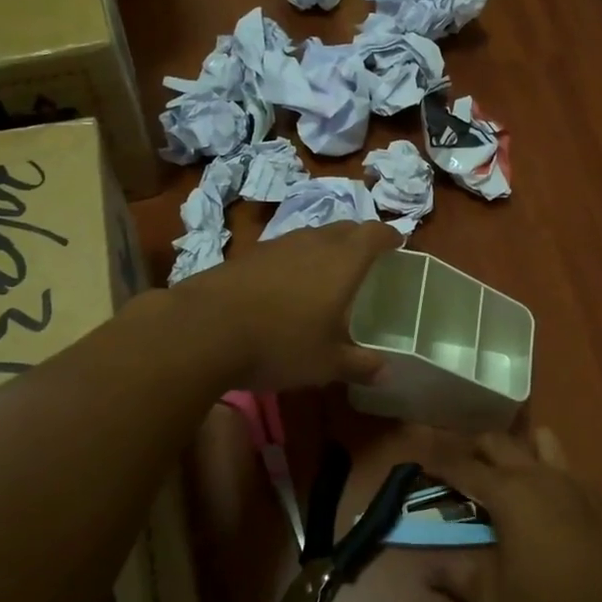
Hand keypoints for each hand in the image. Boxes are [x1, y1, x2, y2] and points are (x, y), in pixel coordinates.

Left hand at [182, 220, 401, 389]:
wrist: (204, 329)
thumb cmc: (280, 343)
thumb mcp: (327, 364)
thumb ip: (360, 365)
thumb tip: (386, 373)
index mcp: (343, 261)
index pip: (374, 234)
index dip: (389, 236)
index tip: (398, 242)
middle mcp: (313, 243)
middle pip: (344, 228)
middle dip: (359, 238)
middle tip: (368, 257)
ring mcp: (277, 245)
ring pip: (312, 236)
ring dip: (326, 247)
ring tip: (329, 271)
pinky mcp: (248, 255)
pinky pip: (284, 249)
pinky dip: (296, 260)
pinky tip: (288, 285)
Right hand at [425, 429, 601, 601]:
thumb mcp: (492, 595)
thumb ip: (457, 575)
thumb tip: (427, 570)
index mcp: (505, 492)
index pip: (463, 467)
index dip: (440, 463)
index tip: (423, 462)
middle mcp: (534, 474)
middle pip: (497, 442)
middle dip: (475, 448)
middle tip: (462, 467)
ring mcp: (567, 479)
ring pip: (538, 440)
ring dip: (518, 448)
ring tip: (508, 469)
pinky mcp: (592, 492)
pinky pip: (564, 464)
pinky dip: (547, 468)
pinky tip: (547, 495)